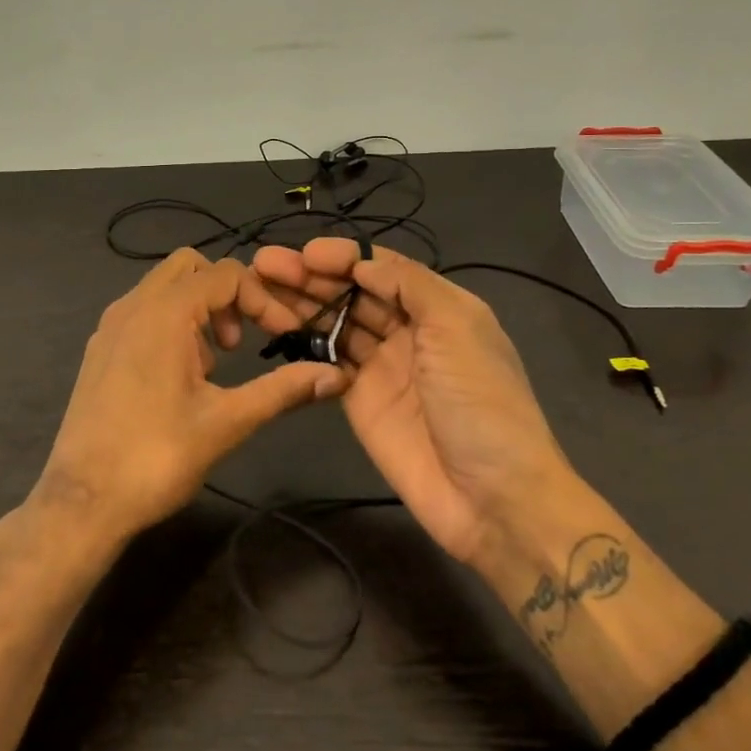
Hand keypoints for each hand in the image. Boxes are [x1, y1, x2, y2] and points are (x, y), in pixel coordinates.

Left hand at [33, 249, 348, 546]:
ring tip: (213, 365)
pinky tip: (179, 377)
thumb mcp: (227, 422)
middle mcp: (133, 305)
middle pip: (191, 267)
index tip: (286, 336)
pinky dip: (171, 324)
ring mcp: (110, 326)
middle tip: (241, 341)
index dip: (264, 300)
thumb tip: (335, 375)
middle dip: (226, 294)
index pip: (227, 274)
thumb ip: (282, 389)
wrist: (83, 502)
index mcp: (164, 313)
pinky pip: (143, 312)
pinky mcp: (99, 348)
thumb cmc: (157, 457)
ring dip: (199, 310)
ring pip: (164, 288)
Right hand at [251, 238, 572, 570]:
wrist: (492, 497)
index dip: (344, 256)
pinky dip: (304, 343)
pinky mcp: (359, 400)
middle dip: (312, 276)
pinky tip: (276, 328)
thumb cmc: (480, 401)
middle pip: (352, 292)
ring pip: (335, 323)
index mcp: (438, 306)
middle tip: (265, 264)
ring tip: (258, 289)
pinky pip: (328, 361)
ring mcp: (382, 366)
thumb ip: (409, 285)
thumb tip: (363, 262)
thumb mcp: (458, 328)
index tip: (305, 253)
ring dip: (301, 304)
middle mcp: (408, 329)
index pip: (382, 268)